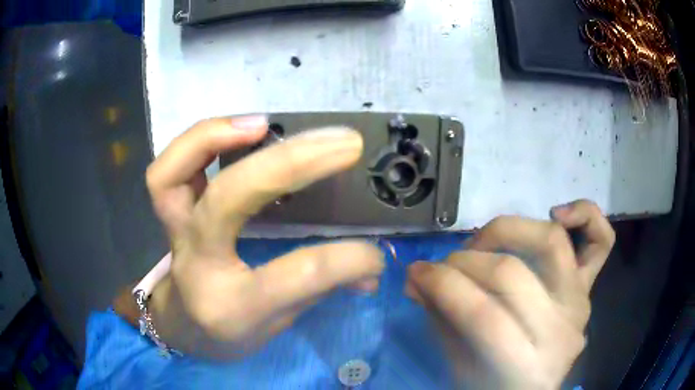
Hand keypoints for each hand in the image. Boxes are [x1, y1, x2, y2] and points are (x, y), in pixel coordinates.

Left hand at [145, 117, 383, 358]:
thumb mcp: (279, 325)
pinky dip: (197, 142)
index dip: (347, 258)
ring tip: (265, 124)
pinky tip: (236, 131)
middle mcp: (198, 263)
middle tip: (343, 143)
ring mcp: (176, 234)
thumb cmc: (232, 332)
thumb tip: (371, 269)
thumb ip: (322, 290)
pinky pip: (168, 170)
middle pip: (231, 199)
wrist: (183, 326)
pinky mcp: (169, 215)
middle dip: (292, 162)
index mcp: (233, 306)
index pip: (297, 274)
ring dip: (217, 136)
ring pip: (171, 174)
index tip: (375, 253)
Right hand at [406, 200, 614, 389]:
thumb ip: (442, 320)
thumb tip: (417, 280)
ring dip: (506, 231)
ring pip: (552, 242)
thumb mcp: (460, 366)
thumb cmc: (492, 384)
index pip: (482, 314)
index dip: (443, 286)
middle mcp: (560, 329)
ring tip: (482, 242)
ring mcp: (580, 302)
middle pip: (511, 274)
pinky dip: (585, 215)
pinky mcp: (588, 288)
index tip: (415, 274)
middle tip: (442, 266)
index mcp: (525, 366)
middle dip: (464, 262)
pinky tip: (557, 213)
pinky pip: (602, 241)